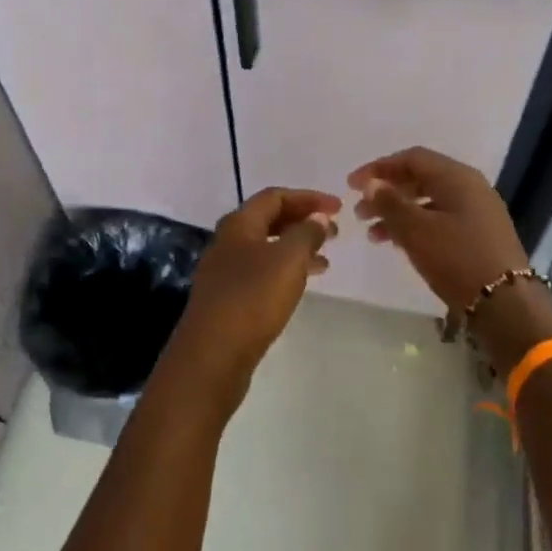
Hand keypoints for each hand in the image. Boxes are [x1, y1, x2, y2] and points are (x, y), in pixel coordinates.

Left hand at [166, 187, 340, 413]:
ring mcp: (225, 271)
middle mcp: (228, 242)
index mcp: (239, 224)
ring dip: (297, 247)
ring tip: (326, 259)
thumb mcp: (288, 260)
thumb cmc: (253, 298)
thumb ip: (306, 233)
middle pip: (269, 220)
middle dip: (303, 221)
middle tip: (334, 232)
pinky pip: (262, 272)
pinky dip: (286, 270)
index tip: (338, 208)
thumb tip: (318, 217)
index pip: (275, 196)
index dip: (308, 198)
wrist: (213, 354)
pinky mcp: (228, 298)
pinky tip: (302, 285)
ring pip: (267, 248)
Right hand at [349, 147, 551, 371]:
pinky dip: (416, 226)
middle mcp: (470, 187)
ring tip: (373, 234)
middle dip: (387, 192)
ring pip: (429, 202)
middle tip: (360, 212)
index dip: (379, 168)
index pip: (412, 158)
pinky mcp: (479, 235)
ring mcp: (477, 212)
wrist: (506, 305)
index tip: (351, 185)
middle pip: (420, 178)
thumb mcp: (416, 230)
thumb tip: (372, 183)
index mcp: (457, 177)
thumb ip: (390, 203)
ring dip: (398, 213)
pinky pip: (440, 219)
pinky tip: (398, 244)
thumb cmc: (457, 259)